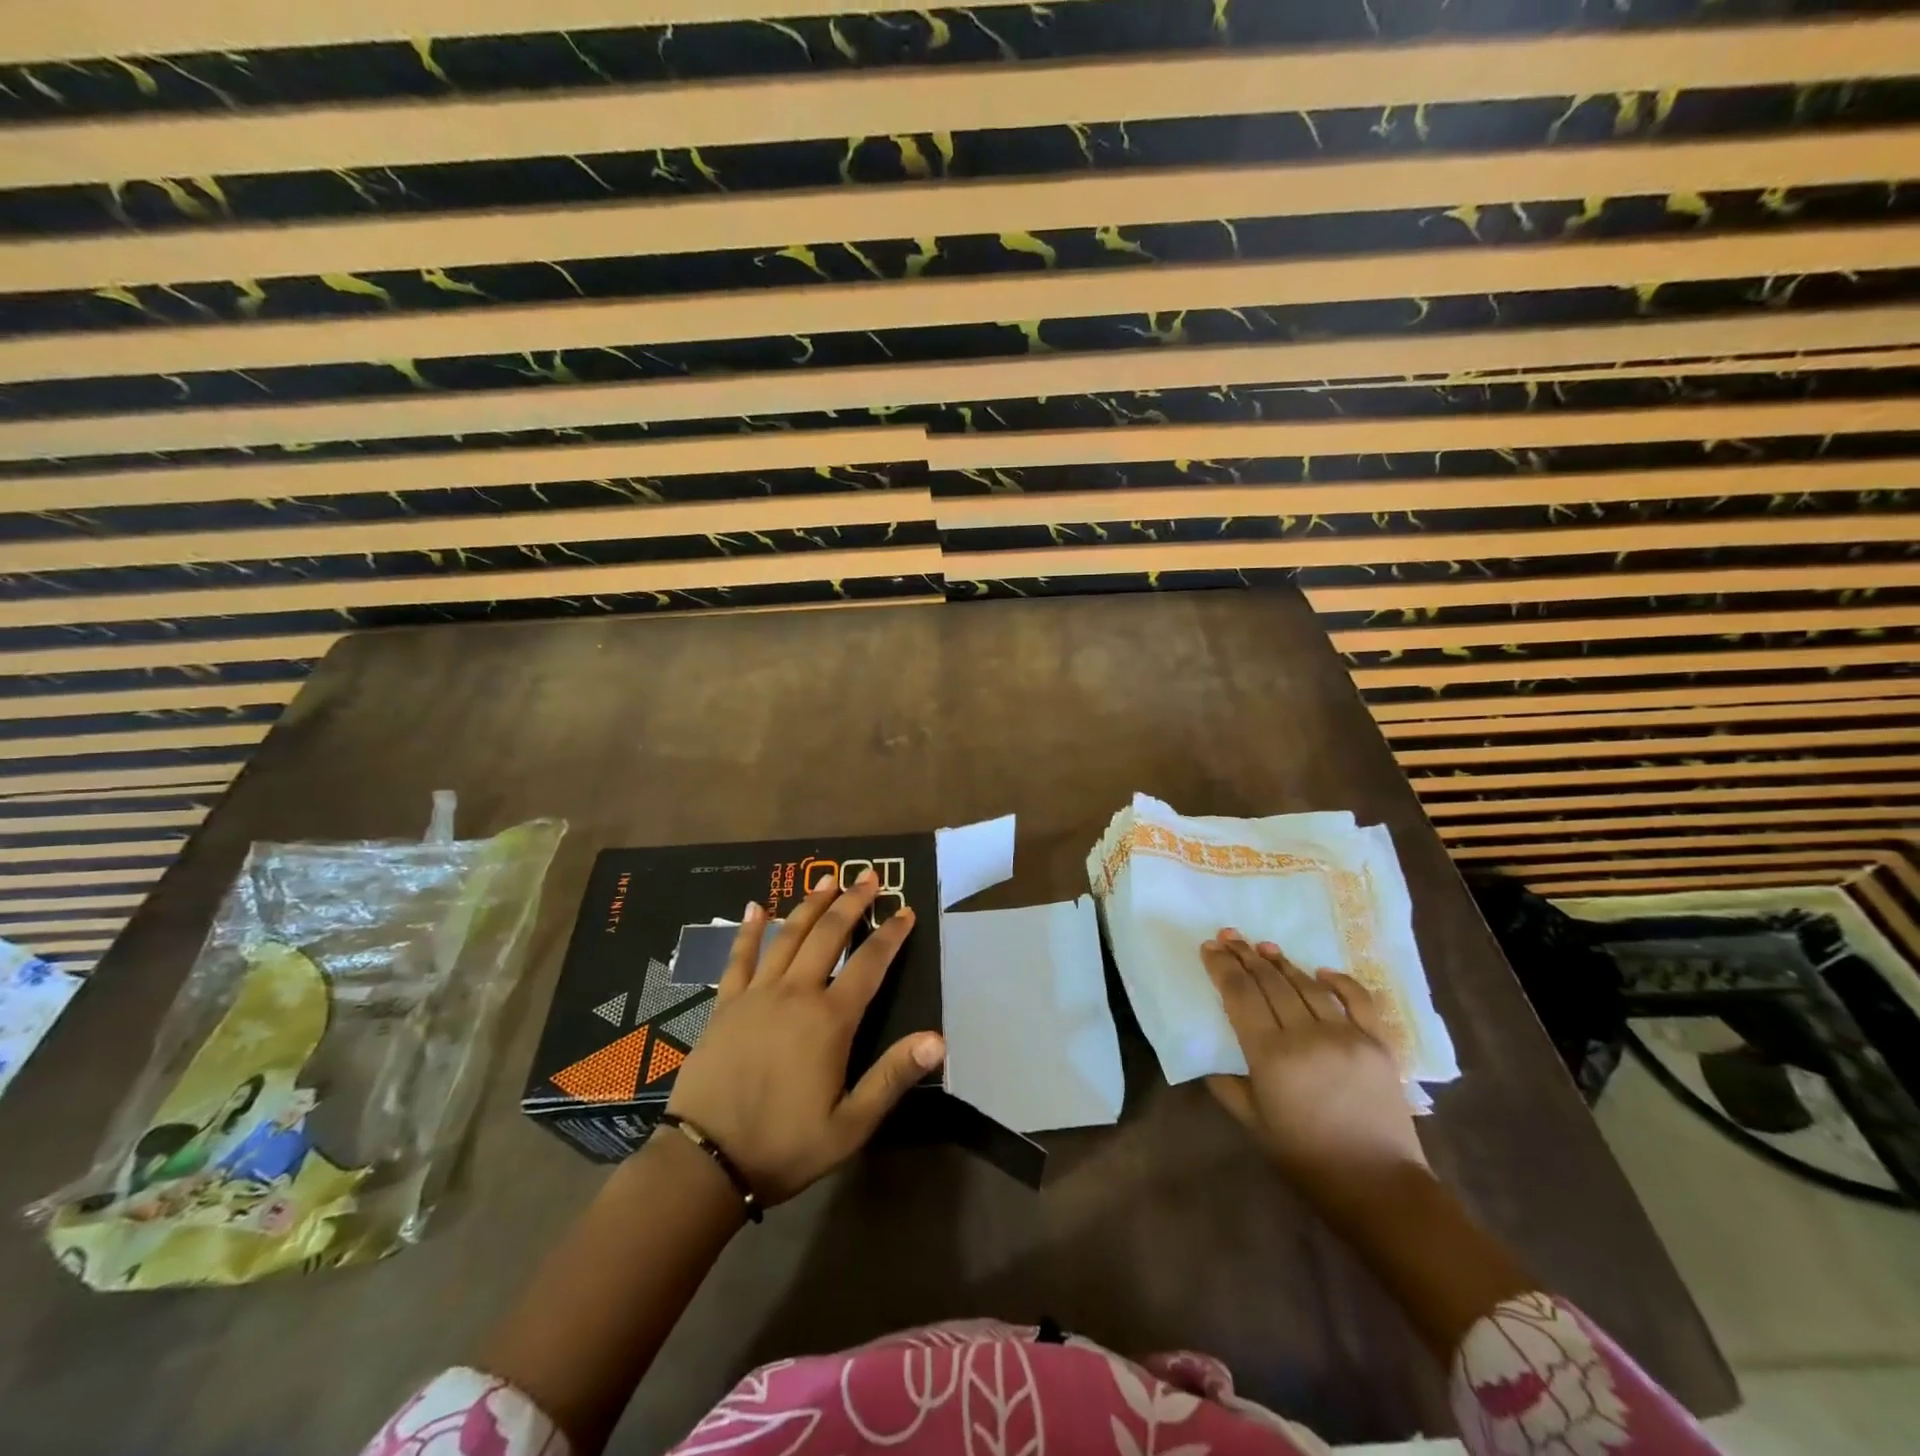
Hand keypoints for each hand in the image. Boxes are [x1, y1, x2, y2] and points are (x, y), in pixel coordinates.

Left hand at [665, 871, 945, 1205]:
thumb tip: (938, 1039)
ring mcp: (757, 994)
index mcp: (830, 1020)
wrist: (706, 1162)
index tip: (906, 910)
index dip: (891, 934)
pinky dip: (750, 930)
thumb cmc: (784, 1146)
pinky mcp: (725, 1004)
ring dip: (811, 904)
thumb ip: (892, 1077)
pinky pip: (739, 957)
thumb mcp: (850, 1125)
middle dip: (853, 902)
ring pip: (789, 935)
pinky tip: (756, 907)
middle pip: (829, 935)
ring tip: (828, 878)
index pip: (869, 963)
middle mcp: (796, 994)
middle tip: (870, 876)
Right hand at [1201, 930, 1426, 1209]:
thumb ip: (1227, 1083)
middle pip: (1269, 982)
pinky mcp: (1378, 1043)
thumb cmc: (1306, 1158)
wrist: (1379, 1187)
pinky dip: (1338, 980)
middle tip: (1229, 936)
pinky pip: (1358, 999)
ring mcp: (1346, 1036)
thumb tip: (1211, 1056)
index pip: (1240, 995)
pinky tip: (1320, 970)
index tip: (1209, 948)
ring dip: (1281, 962)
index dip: (1222, 967)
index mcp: (1270, 1056)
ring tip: (1262, 946)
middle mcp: (1307, 1036)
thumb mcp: (1252, 1122)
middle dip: (1245, 956)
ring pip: (1306, 985)